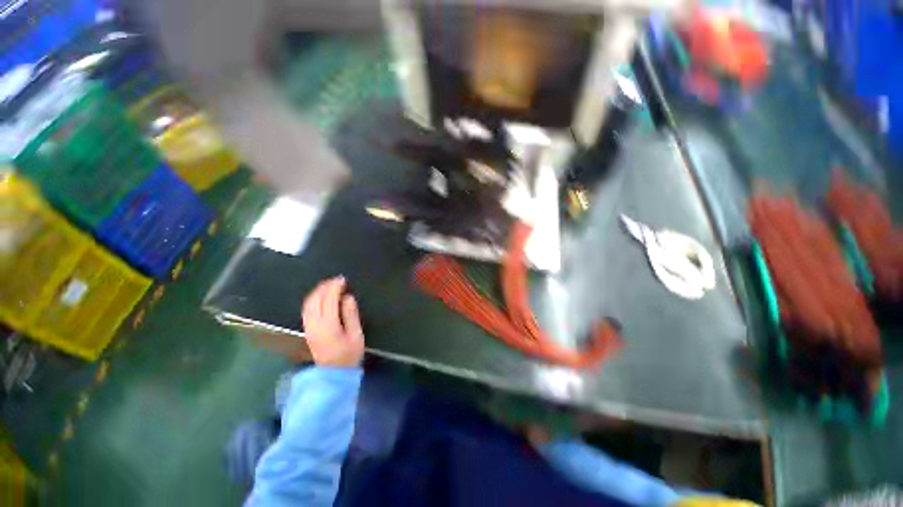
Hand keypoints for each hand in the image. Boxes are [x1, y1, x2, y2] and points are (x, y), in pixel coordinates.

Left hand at [302, 276, 364, 366]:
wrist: (332, 375)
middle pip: (316, 300)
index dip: (335, 287)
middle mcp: (315, 324)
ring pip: (308, 304)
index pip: (329, 300)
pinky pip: (306, 310)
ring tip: (328, 285)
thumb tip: (348, 297)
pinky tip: (319, 297)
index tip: (343, 279)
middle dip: (325, 287)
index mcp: (328, 325)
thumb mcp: (356, 336)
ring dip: (317, 292)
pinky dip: (312, 299)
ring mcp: (308, 327)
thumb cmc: (349, 355)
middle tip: (336, 280)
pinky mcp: (307, 330)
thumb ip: (351, 315)